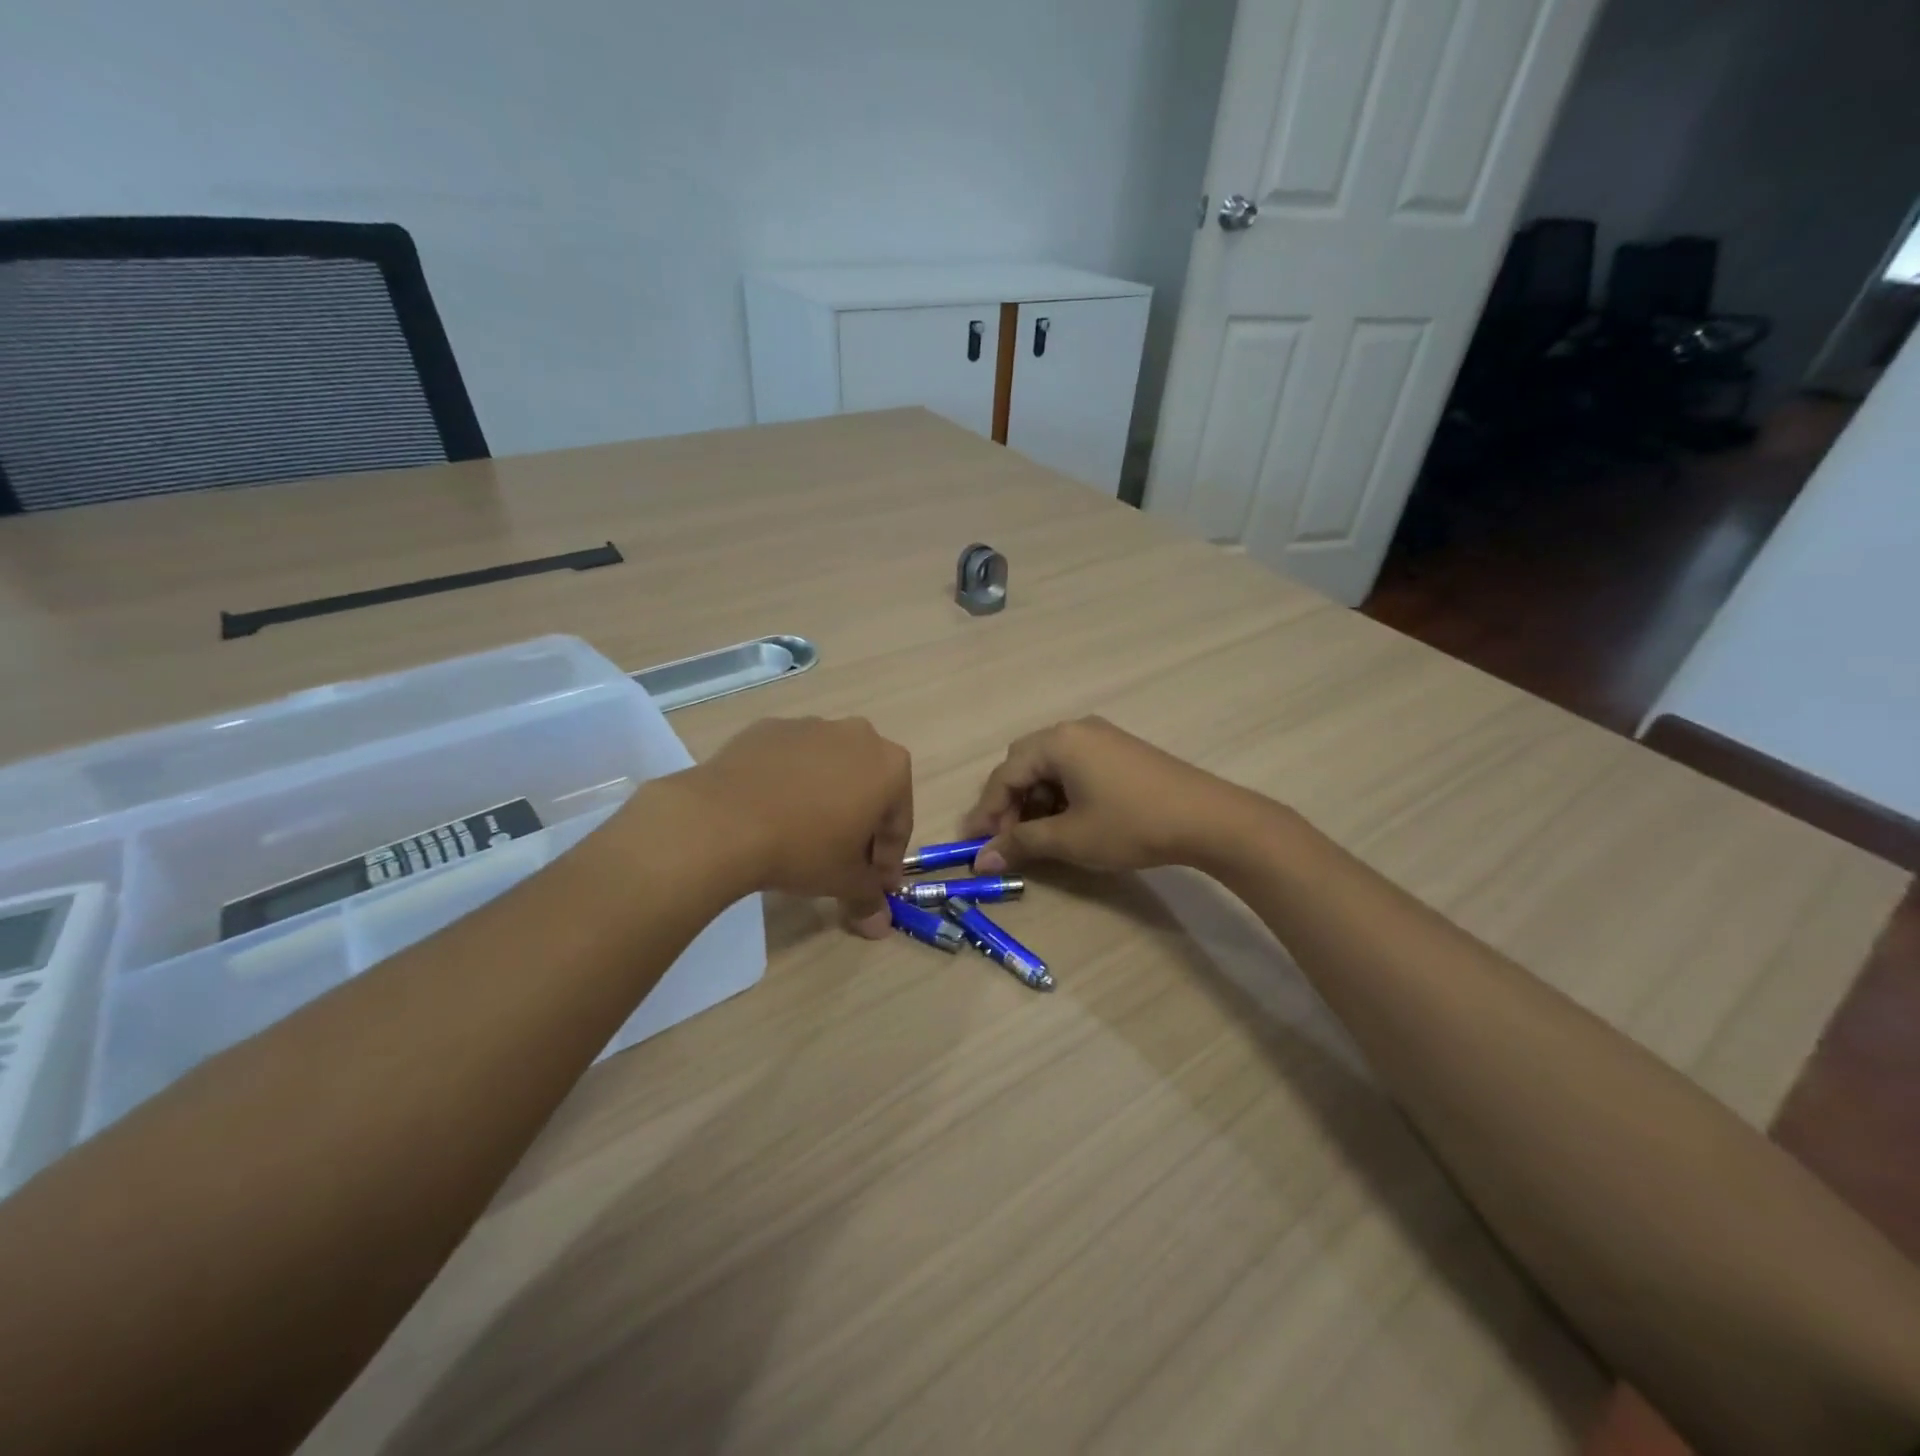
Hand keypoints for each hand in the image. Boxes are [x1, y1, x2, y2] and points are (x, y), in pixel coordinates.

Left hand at [686, 717, 912, 935]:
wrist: (723, 820)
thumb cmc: (803, 848)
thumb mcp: (842, 880)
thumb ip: (868, 897)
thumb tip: (879, 926)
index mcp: (890, 767)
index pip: (898, 823)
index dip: (888, 860)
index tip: (875, 886)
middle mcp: (858, 736)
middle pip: (868, 788)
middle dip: (860, 825)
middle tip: (842, 861)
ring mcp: (811, 727)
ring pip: (829, 770)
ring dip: (825, 800)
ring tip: (801, 835)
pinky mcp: (769, 728)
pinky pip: (791, 761)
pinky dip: (790, 784)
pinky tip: (770, 812)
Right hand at [961, 717, 1264, 873]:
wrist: (1207, 818)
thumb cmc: (1130, 825)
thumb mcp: (1070, 839)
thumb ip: (1021, 844)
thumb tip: (981, 860)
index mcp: (1057, 742)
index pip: (1005, 775)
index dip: (987, 812)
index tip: (975, 844)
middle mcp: (1075, 730)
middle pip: (1025, 764)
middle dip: (1011, 803)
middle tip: (1008, 838)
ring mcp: (1101, 737)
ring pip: (1051, 766)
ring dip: (1036, 799)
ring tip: (1039, 835)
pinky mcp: (1120, 750)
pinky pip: (1075, 766)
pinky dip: (1061, 793)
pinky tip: (1068, 820)